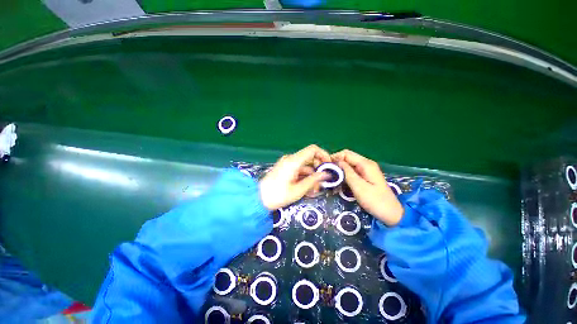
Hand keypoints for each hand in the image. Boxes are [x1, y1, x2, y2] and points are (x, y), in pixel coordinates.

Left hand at [259, 145, 331, 210]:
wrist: (258, 198)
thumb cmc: (278, 195)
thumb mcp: (298, 190)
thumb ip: (313, 180)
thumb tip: (326, 174)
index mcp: (294, 161)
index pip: (313, 149)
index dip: (323, 155)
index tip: (328, 166)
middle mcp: (291, 159)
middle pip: (310, 158)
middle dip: (318, 170)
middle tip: (321, 184)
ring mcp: (287, 163)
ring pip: (305, 166)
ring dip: (312, 176)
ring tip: (313, 190)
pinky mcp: (285, 168)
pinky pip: (299, 169)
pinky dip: (304, 177)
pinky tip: (306, 188)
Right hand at [332, 150, 403, 225]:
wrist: (391, 214)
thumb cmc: (375, 201)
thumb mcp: (359, 186)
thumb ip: (347, 172)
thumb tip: (336, 162)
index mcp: (365, 164)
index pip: (346, 153)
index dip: (335, 158)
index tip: (326, 167)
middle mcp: (366, 164)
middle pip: (347, 157)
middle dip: (336, 163)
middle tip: (328, 172)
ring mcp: (366, 170)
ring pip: (349, 164)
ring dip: (340, 169)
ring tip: (332, 177)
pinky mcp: (366, 176)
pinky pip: (352, 171)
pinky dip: (344, 174)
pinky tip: (340, 180)